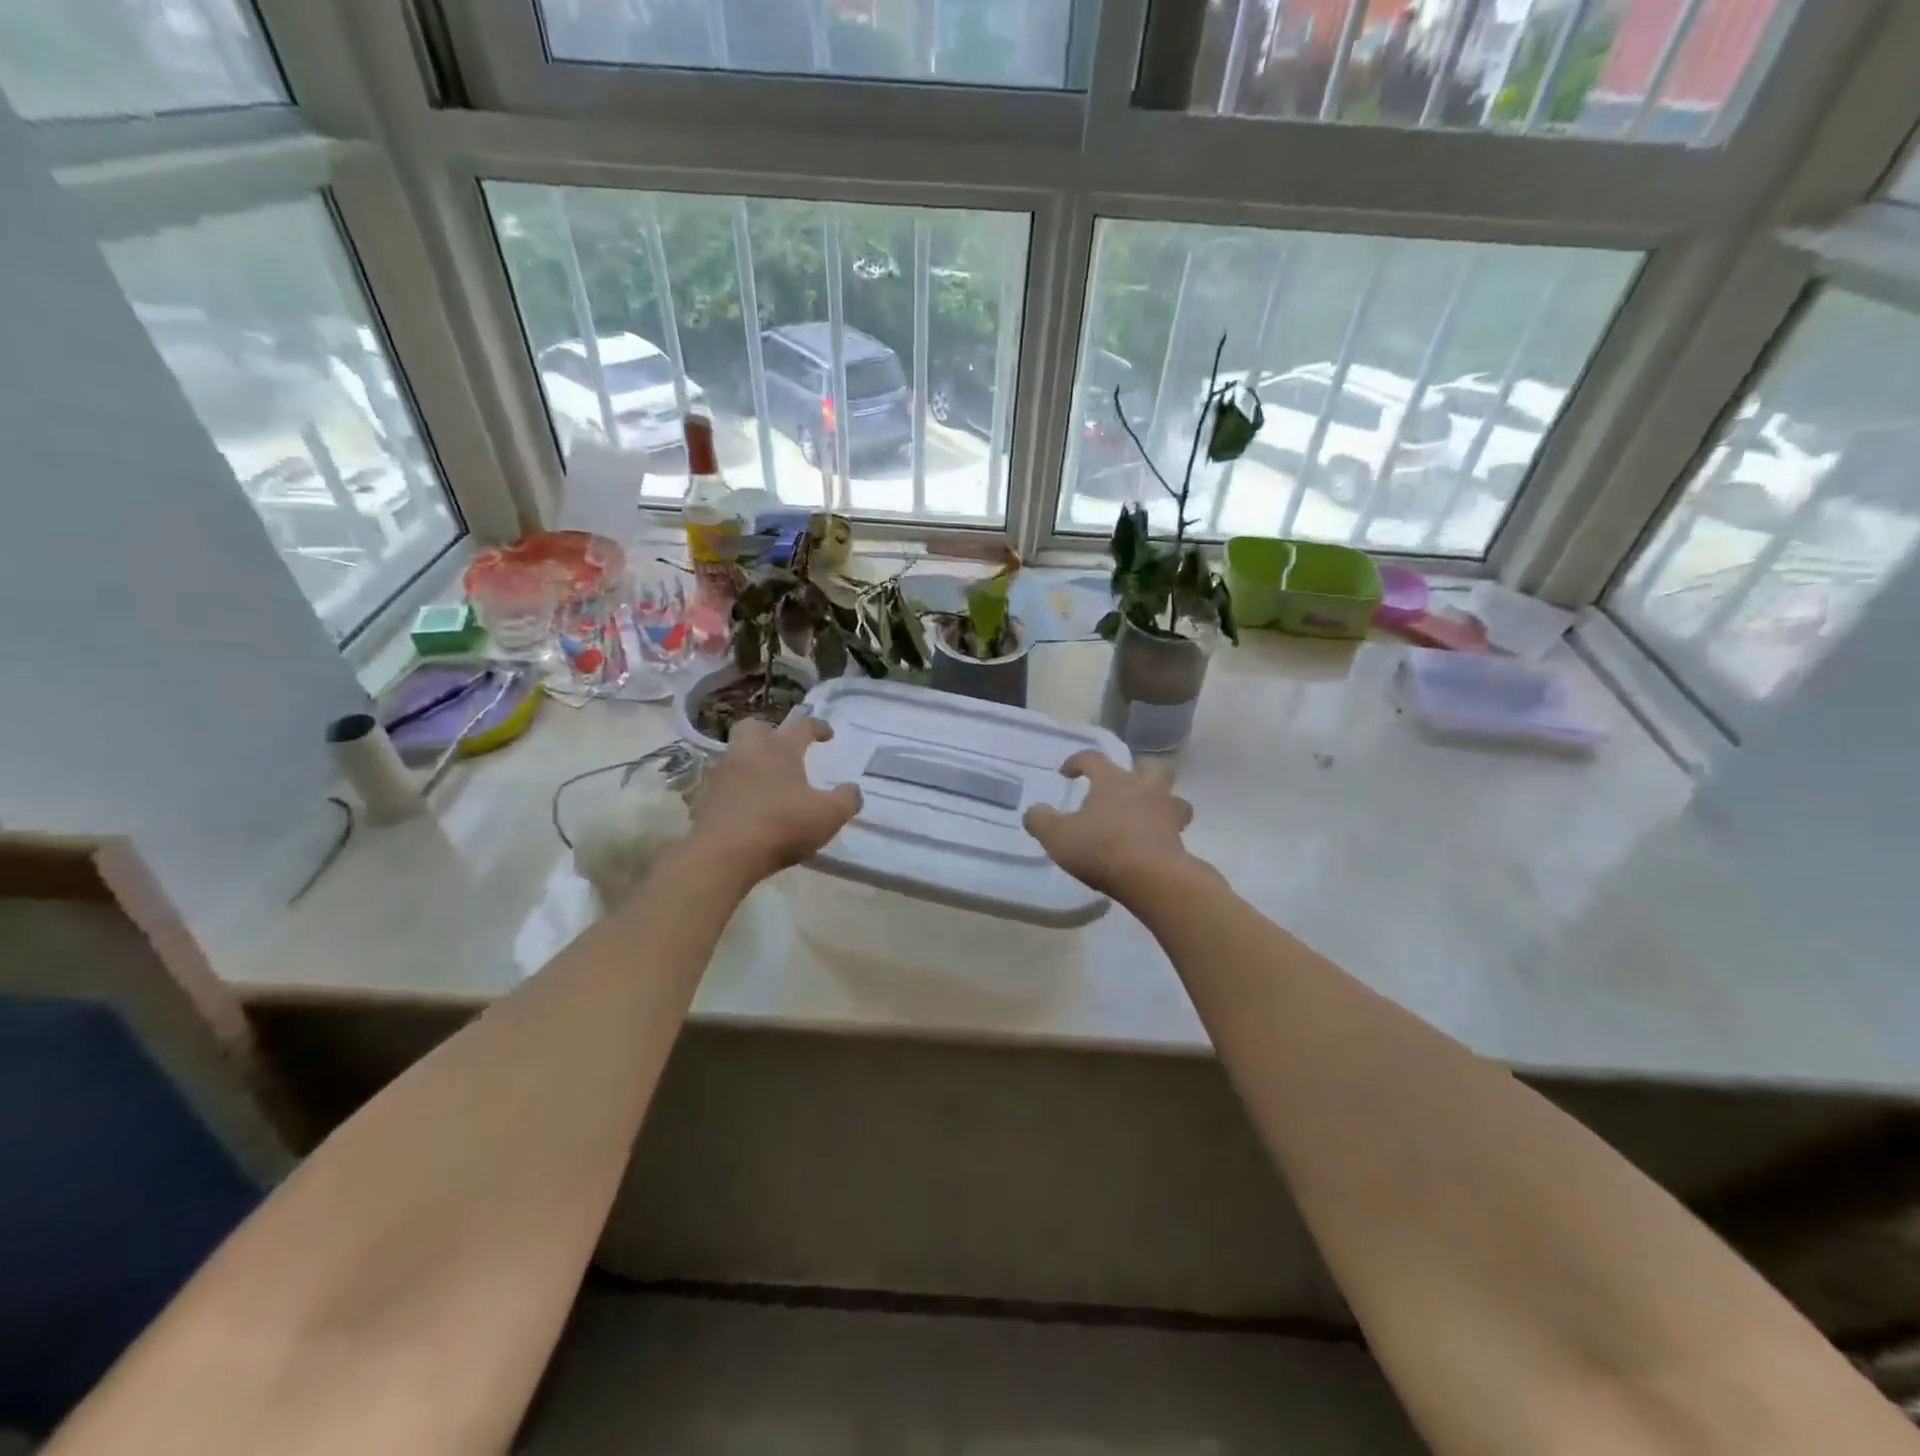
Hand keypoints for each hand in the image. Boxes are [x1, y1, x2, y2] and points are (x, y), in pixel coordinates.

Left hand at [687, 712, 861, 885]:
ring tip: (768, 782)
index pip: (802, 726)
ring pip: (736, 755)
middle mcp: (748, 752)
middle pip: (754, 727)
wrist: (723, 854)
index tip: (828, 735)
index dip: (818, 727)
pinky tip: (750, 806)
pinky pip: (724, 784)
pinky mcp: (705, 798)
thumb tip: (853, 791)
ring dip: (751, 762)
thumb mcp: (828, 815)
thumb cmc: (781, 825)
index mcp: (780, 749)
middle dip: (770, 733)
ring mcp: (722, 774)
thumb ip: (846, 800)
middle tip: (783, 750)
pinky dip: (738, 789)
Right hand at [1023, 750, 1195, 898]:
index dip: (1077, 761)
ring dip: (1162, 803)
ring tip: (1146, 816)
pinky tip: (1151, 846)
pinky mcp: (1180, 841)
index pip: (1094, 758)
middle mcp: (1144, 789)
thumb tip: (1034, 811)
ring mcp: (1166, 814)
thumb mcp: (1057, 836)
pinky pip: (1175, 830)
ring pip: (1173, 798)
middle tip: (1124, 787)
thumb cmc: (1101, 848)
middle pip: (1151, 767)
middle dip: (1139, 773)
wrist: (1152, 878)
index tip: (1066, 773)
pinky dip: (1165, 834)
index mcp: (1113, 781)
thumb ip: (1041, 820)